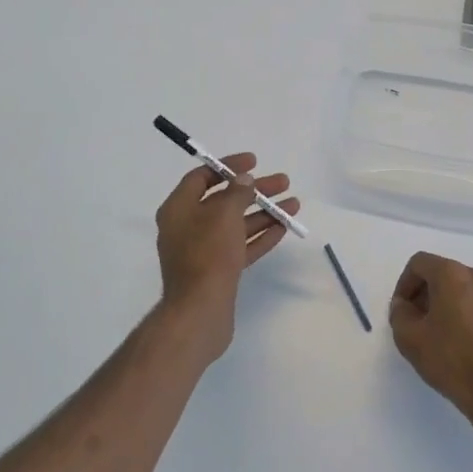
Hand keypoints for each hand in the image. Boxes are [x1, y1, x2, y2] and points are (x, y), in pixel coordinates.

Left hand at [154, 153, 298, 358]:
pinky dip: (260, 236)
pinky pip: (241, 245)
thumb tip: (244, 180)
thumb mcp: (223, 214)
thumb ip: (236, 192)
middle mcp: (187, 227)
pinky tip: (283, 228)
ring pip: (236, 224)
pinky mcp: (218, 270)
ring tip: (294, 204)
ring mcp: (203, 250)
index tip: (254, 161)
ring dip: (264, 212)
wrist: (200, 310)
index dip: (227, 166)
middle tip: (283, 182)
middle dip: (254, 190)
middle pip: (224, 200)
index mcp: (178, 209)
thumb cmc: (208, 254)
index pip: (201, 177)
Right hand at [389, 252, 472, 433]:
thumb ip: (400, 313)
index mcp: (453, 276)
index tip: (403, 309)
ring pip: (472, 293)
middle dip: (431, 295)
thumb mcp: (410, 340)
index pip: (420, 263)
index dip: (405, 283)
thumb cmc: (452, 362)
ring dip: (457, 307)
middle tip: (422, 323)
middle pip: (448, 276)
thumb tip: (404, 305)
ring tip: (451, 338)